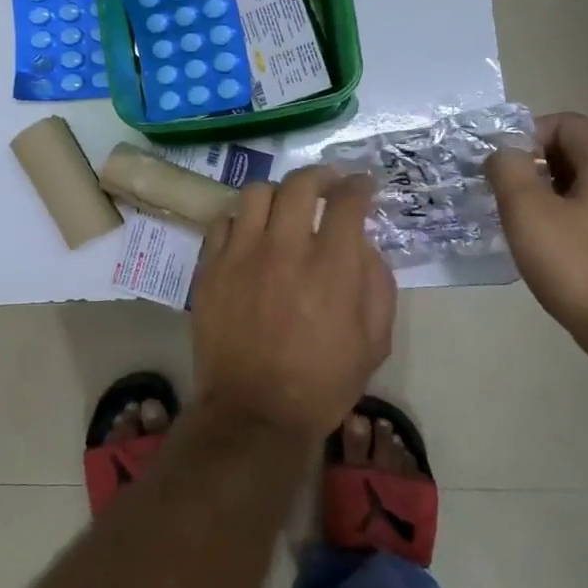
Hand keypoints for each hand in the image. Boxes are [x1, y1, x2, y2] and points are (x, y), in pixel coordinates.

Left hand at [191, 167, 397, 442]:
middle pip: (299, 184)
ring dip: (278, 193)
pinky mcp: (210, 267)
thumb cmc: (322, 383)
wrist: (255, 412)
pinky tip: (250, 234)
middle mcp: (284, 250)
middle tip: (327, 183)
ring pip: (256, 193)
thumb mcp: (374, 342)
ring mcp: (241, 255)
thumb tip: (363, 244)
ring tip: (285, 206)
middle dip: (320, 175)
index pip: (346, 202)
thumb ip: (377, 284)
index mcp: (330, 268)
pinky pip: (223, 221)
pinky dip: (242, 220)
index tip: (362, 185)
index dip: (358, 185)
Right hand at [486, 112, 587, 359]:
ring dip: (550, 195)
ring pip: (586, 185)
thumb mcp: (527, 210)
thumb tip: (504, 153)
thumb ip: (508, 169)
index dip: (526, 136)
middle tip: (505, 195)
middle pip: (576, 152)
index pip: (564, 123)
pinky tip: (551, 248)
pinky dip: (570, 218)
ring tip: (522, 223)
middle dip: (535, 167)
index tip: (502, 168)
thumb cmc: (579, 264)